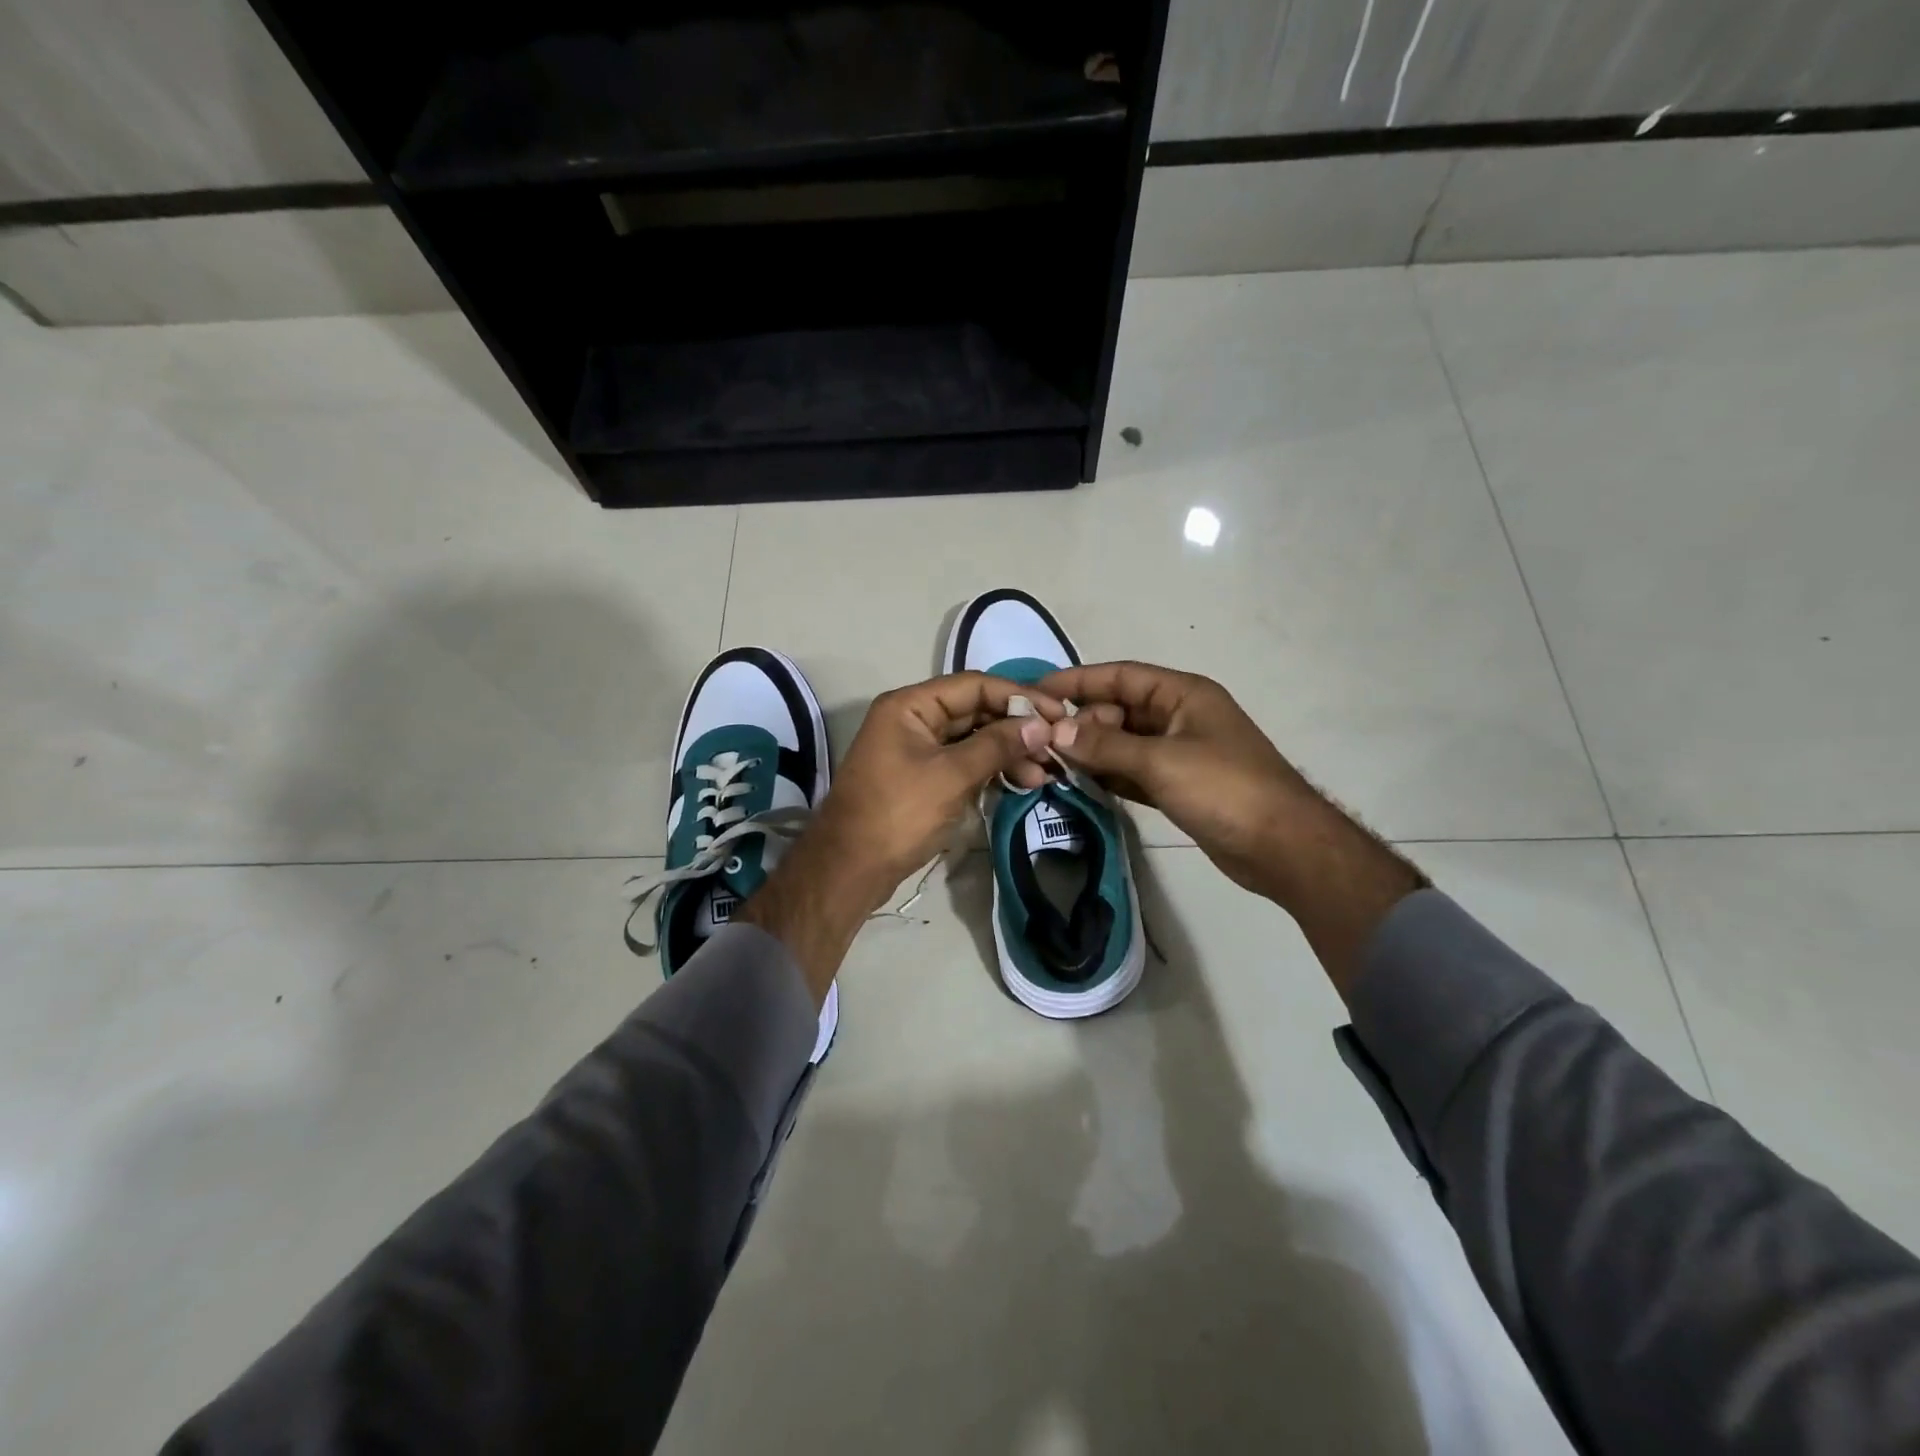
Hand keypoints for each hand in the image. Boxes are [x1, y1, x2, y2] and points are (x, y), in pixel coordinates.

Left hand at [740, 672, 1060, 1002]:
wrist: (850, 868)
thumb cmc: (899, 814)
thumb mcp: (952, 776)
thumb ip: (997, 745)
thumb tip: (1041, 725)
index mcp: (910, 705)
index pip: (974, 686)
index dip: (1019, 696)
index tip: (1058, 714)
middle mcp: (913, 719)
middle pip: (975, 710)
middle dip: (1016, 728)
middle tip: (1056, 747)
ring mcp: (917, 749)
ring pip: (972, 739)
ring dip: (1008, 752)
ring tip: (1044, 774)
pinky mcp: (923, 777)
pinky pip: (964, 762)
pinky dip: (991, 770)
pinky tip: (1021, 782)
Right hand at [1038, 661, 1426, 995]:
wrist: (1282, 847)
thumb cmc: (1225, 790)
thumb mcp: (1161, 762)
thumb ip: (1105, 746)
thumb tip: (1054, 732)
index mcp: (1182, 695)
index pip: (1121, 676)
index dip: (1078, 680)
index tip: (1037, 690)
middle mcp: (1179, 717)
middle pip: (1119, 709)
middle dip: (1082, 722)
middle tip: (1044, 743)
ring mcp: (1180, 752)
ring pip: (1123, 742)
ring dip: (1091, 750)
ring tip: (1051, 762)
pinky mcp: (1178, 785)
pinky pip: (1133, 770)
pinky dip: (1109, 774)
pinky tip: (1080, 781)